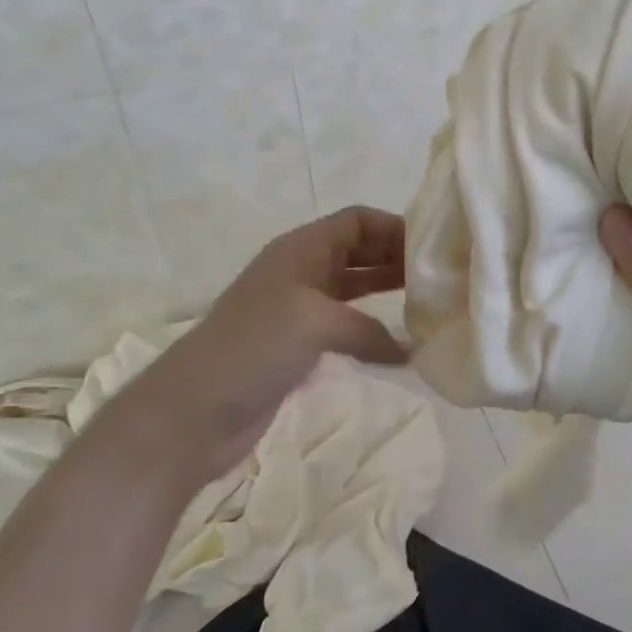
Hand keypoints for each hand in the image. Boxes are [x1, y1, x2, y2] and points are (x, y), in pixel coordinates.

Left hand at [121, 207, 408, 487]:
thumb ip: (368, 328)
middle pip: (357, 250)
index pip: (356, 220)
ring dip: (386, 292)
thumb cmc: (254, 348)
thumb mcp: (316, 321)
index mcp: (301, 249)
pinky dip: (371, 330)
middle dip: (395, 258)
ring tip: (427, 304)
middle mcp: (301, 271)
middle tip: (438, 277)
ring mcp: (298, 310)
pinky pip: (344, 326)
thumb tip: (408, 350)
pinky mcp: (297, 346)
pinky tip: (398, 347)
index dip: (393, 227)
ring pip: (353, 288)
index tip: (431, 248)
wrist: (194, 410)